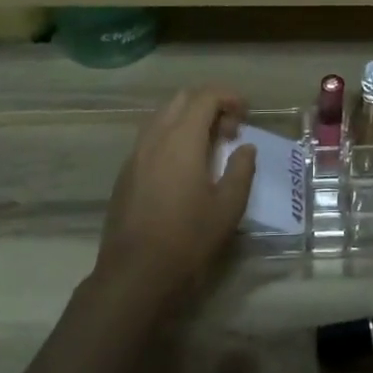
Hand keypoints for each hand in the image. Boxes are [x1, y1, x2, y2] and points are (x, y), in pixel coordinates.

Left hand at [95, 87, 254, 306]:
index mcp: (182, 139)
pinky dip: (172, 136)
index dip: (229, 97)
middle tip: (230, 131)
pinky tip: (184, 167)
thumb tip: (246, 148)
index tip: (246, 113)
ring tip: (208, 148)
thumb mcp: (228, 207)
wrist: (133, 275)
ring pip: (163, 116)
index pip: (205, 97)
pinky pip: (151, 137)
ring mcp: (136, 154)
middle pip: (182, 99)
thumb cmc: (187, 239)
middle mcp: (155, 137)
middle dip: (209, 104)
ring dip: (189, 120)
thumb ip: (241, 170)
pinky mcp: (125, 173)